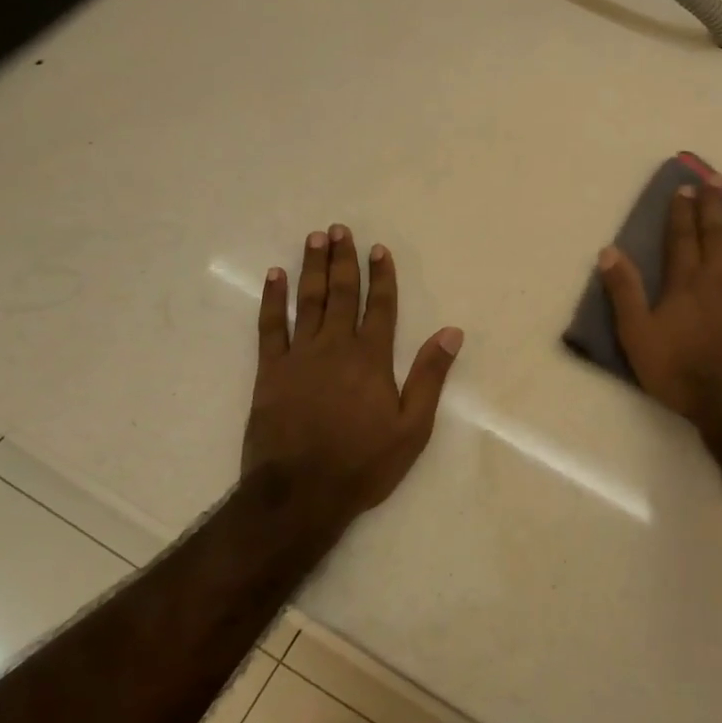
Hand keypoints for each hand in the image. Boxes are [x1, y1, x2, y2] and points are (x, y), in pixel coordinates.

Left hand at [244, 224, 462, 521]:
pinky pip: (270, 326)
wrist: (299, 493)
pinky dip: (272, 299)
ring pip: (308, 301)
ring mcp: (299, 356)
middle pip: (342, 294)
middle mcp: (335, 346)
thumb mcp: (412, 428)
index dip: (381, 276)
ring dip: (312, 268)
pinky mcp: (270, 371)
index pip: (380, 306)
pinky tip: (275, 276)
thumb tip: (451, 332)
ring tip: (315, 238)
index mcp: (371, 358)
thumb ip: (429, 376)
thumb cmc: (362, 464)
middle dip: (344, 259)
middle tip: (340, 229)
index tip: (379, 249)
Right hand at [599, 183, 721, 430]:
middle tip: (718, 178)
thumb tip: (609, 251)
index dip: (683, 211)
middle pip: (718, 233)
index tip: (686, 188)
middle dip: (716, 204)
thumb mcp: (637, 336)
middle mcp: (721, 278)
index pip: (682, 237)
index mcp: (686, 282)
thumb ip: (624, 292)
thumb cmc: (681, 371)